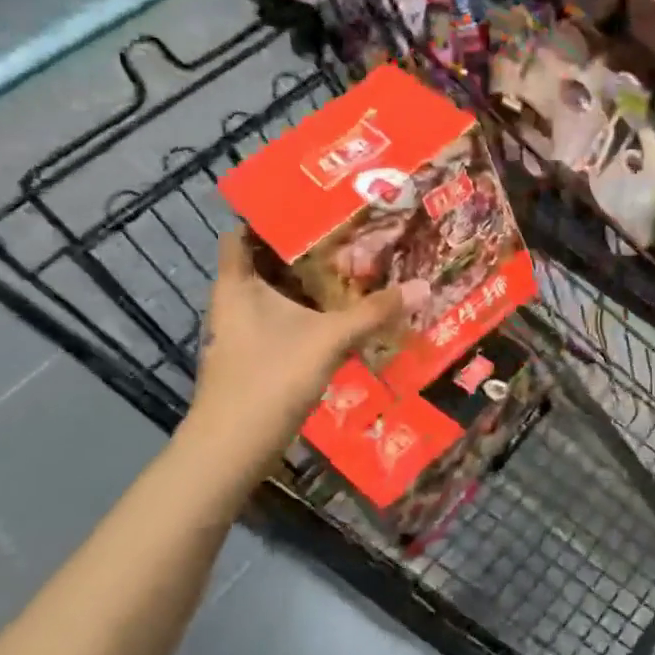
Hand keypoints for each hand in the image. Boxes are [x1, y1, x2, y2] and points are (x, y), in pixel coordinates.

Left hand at [186, 231, 422, 471]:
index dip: (270, 216)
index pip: (242, 233)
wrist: (233, 448)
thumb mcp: (329, 339)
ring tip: (354, 269)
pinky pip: (284, 322)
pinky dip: (309, 314)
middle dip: (305, 250)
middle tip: (349, 235)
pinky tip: (341, 317)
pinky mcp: (256, 358)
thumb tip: (422, 286)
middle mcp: (234, 302)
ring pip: (277, 296)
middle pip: (267, 263)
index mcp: (237, 284)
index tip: (311, 206)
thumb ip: (374, 312)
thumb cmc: (270, 377)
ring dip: (309, 285)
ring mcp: (243, 333)